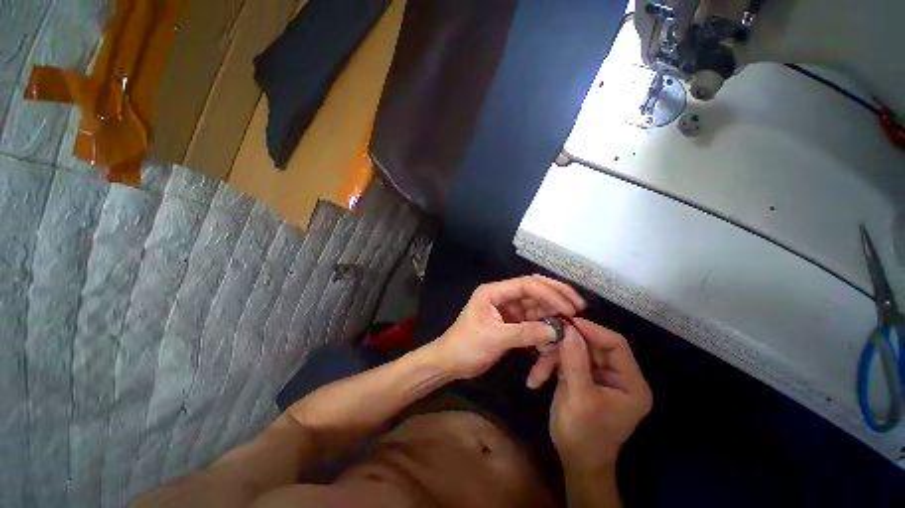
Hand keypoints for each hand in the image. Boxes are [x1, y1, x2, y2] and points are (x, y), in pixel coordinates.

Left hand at [430, 275, 585, 379]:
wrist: (450, 361)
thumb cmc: (466, 346)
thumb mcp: (495, 338)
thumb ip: (525, 333)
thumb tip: (557, 331)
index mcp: (494, 292)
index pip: (526, 285)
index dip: (550, 293)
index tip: (570, 307)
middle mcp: (502, 295)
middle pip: (533, 290)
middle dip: (556, 296)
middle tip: (578, 306)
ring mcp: (507, 308)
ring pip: (535, 304)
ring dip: (552, 311)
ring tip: (571, 320)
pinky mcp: (510, 321)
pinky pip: (532, 319)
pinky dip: (544, 324)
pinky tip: (556, 331)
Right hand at [529, 318, 650, 472]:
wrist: (575, 461)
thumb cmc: (584, 436)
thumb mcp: (580, 399)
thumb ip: (575, 363)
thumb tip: (569, 329)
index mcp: (630, 382)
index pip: (616, 344)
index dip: (592, 330)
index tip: (566, 323)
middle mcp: (617, 375)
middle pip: (591, 345)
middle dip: (564, 346)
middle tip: (543, 342)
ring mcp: (598, 375)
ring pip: (573, 351)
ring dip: (552, 359)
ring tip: (536, 373)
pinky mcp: (581, 376)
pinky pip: (564, 360)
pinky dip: (549, 367)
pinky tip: (536, 379)